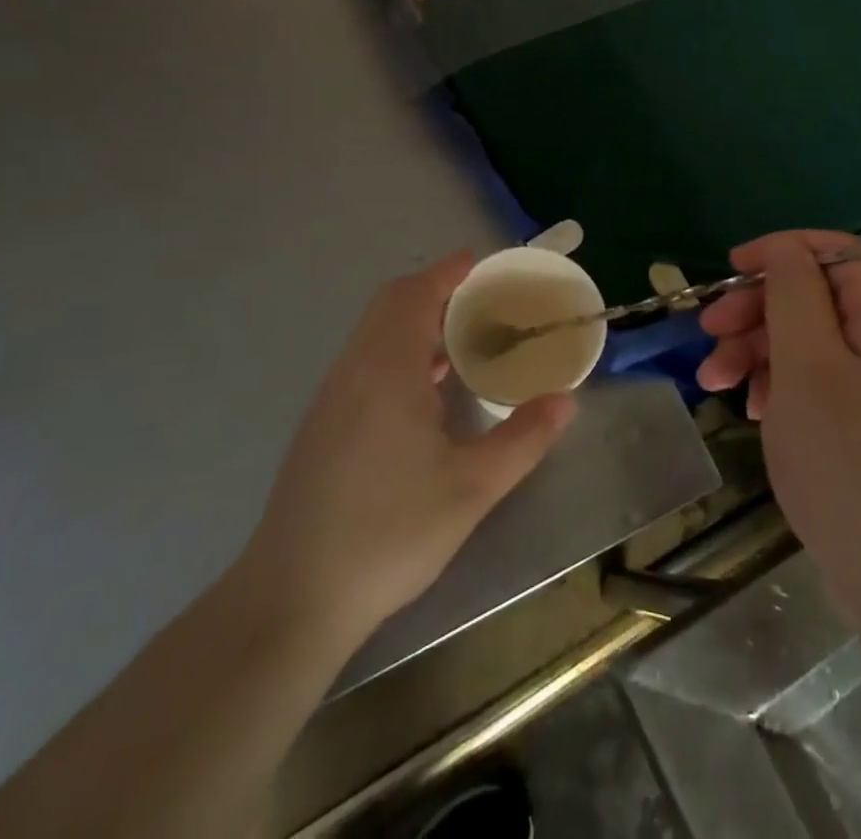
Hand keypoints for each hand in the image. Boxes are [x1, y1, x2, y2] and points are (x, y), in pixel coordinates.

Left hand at [235, 251, 577, 651]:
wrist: (294, 597)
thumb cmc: (389, 532)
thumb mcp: (472, 488)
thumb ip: (523, 439)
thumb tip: (566, 401)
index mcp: (387, 369)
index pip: (416, 294)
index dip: (448, 272)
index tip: (481, 263)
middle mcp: (354, 369)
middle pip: (391, 304)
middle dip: (435, 291)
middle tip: (482, 303)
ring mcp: (332, 397)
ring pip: (374, 334)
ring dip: (415, 323)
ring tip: (463, 342)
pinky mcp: (323, 425)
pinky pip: (365, 362)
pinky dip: (399, 352)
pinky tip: (426, 393)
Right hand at [696, 231, 860, 630]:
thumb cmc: (852, 464)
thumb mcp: (809, 367)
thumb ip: (794, 294)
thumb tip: (785, 248)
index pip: (835, 252)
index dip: (779, 252)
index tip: (728, 271)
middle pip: (818, 299)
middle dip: (758, 310)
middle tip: (708, 336)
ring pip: (814, 345)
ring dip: (761, 353)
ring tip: (716, 385)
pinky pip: (824, 386)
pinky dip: (784, 389)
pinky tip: (755, 412)